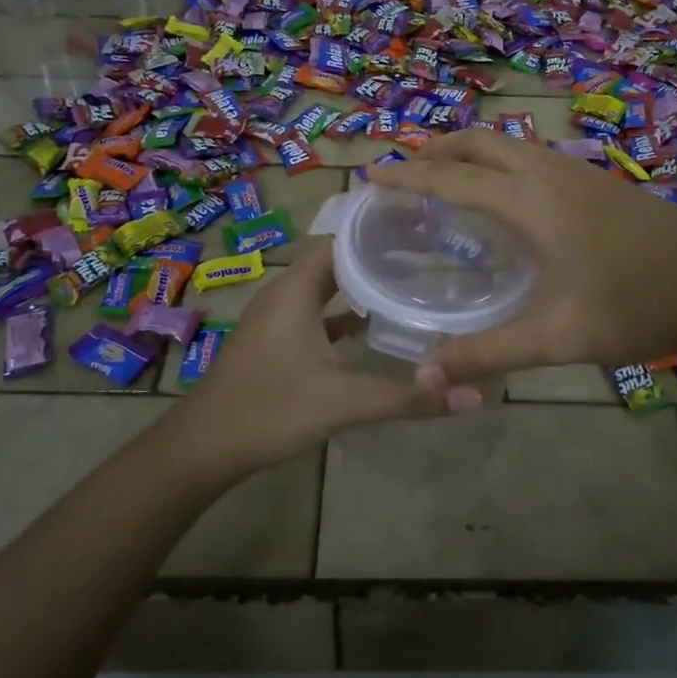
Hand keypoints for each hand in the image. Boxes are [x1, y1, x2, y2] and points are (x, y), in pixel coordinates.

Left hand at [169, 243, 482, 475]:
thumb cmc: (270, 410)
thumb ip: (407, 397)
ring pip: (327, 288)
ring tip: (410, 284)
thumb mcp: (343, 401)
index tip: (422, 229)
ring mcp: (278, 318)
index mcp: (297, 289)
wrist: (203, 448)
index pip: (342, 239)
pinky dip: (345, 314)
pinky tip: (374, 328)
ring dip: (362, 286)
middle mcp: (286, 293)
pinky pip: (317, 313)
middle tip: (428, 255)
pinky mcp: (277, 341)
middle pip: (337, 260)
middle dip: (378, 257)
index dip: (379, 232)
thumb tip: (473, 395)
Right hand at [370, 127, 676, 383]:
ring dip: (469, 152)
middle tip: (404, 172)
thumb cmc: (636, 306)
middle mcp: (547, 172)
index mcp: (529, 201)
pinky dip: (499, 162)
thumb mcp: (557, 337)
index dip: (407, 175)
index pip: (451, 177)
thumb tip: (424, 377)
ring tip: (446, 178)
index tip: (371, 174)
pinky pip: (531, 155)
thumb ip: (487, 354)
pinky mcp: (598, 180)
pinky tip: (506, 197)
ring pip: (508, 144)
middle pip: (478, 142)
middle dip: (435, 149)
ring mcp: (577, 170)